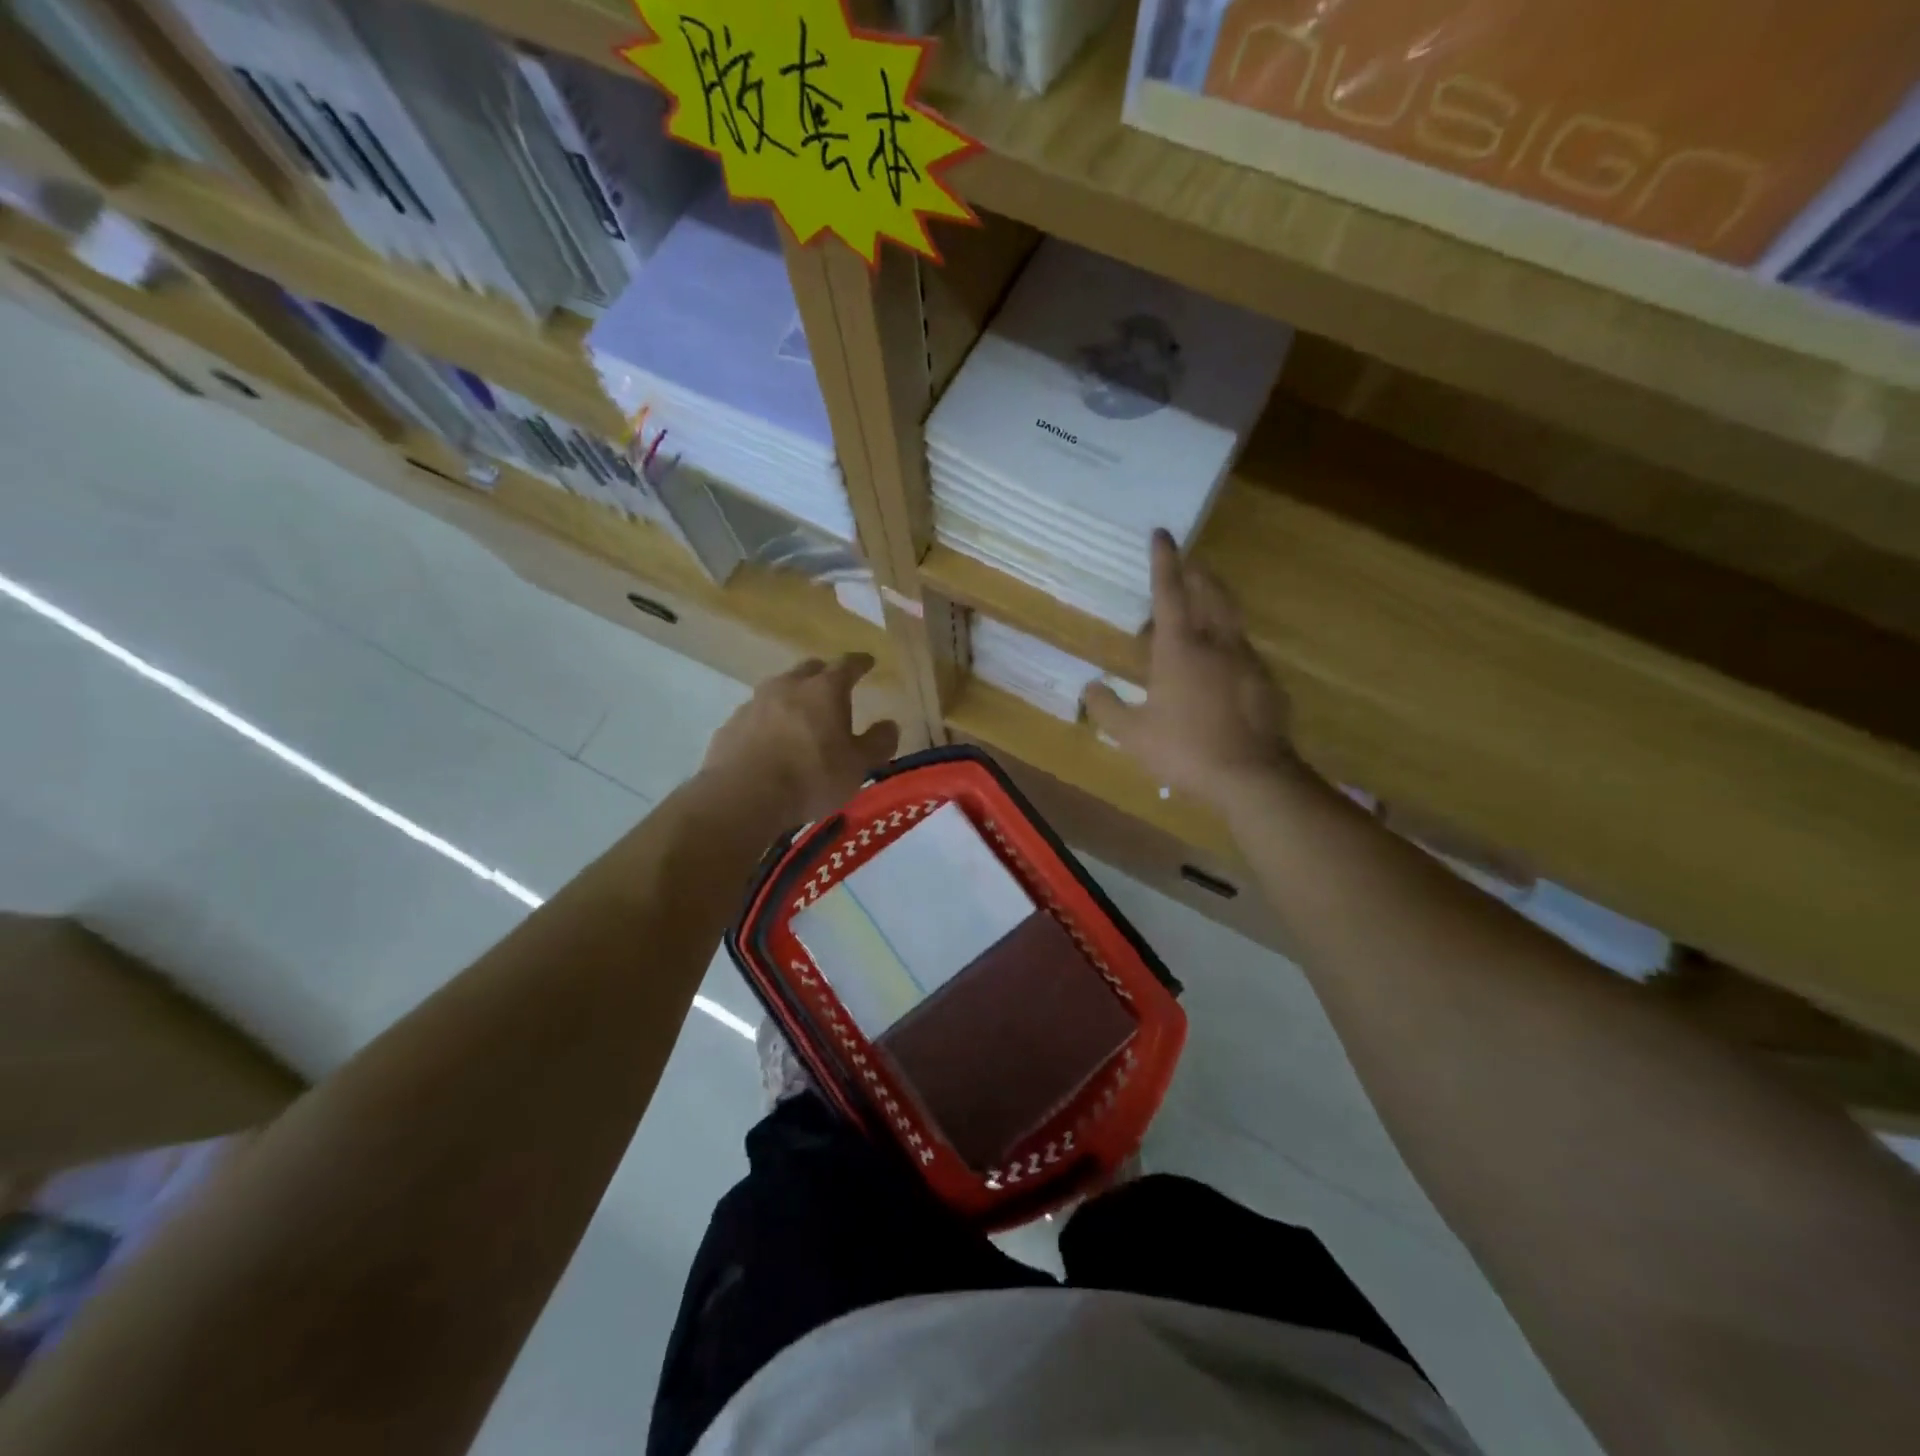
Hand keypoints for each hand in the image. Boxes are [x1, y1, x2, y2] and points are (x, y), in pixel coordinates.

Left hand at [703, 653, 900, 823]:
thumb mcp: (857, 766)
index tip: (868, 661)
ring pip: (779, 690)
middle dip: (824, 674)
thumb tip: (890, 725)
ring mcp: (755, 703)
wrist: (744, 795)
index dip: (859, 663)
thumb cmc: (811, 777)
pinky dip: (768, 721)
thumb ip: (877, 743)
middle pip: (809, 669)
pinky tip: (771, 741)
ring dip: (793, 697)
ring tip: (801, 716)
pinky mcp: (731, 725)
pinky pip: (756, 715)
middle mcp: (788, 686)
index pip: (847, 665)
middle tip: (833, 685)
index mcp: (824, 690)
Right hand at [1086, 532, 1302, 811]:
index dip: (1163, 561)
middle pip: (1210, 591)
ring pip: (1231, 615)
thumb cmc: (1185, 750)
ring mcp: (1247, 659)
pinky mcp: (1266, 680)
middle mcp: (1217, 642)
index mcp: (1180, 648)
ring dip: (1215, 599)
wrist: (1252, 777)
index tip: (1161, 533)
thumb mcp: (1132, 735)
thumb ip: (1106, 708)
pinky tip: (1222, 659)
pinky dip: (1228, 638)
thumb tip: (1090, 687)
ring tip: (1202, 601)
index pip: (1170, 592)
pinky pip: (1243, 646)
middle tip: (1187, 562)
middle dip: (1197, 571)